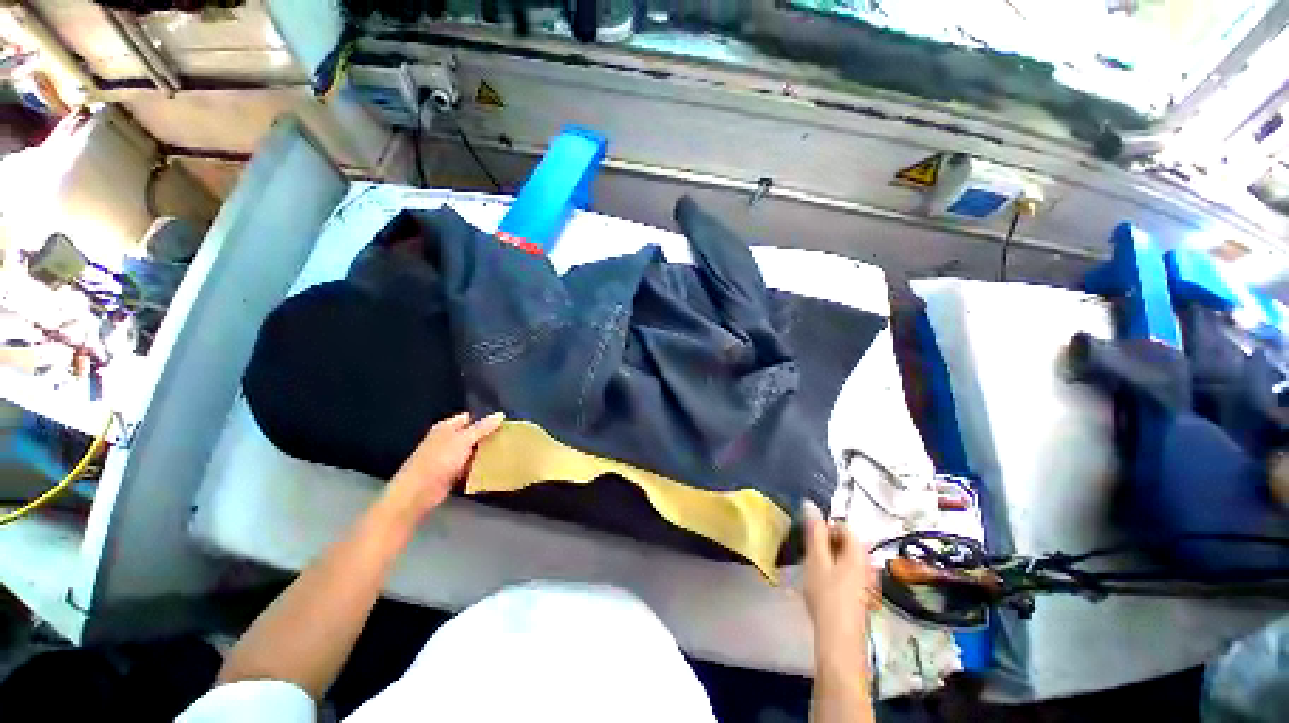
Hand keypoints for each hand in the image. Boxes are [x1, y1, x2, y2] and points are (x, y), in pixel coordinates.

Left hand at [384, 411, 505, 520]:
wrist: (417, 493)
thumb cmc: (439, 460)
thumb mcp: (463, 440)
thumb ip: (482, 428)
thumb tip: (500, 415)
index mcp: (446, 427)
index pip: (470, 418)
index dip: (486, 420)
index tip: (504, 425)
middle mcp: (447, 440)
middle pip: (472, 435)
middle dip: (488, 438)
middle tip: (508, 439)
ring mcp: (448, 458)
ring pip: (472, 452)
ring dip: (485, 454)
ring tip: (506, 453)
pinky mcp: (450, 473)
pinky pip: (469, 467)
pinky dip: (479, 468)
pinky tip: (493, 469)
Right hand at [802, 500, 879, 670]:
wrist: (839, 639)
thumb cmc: (826, 595)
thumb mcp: (816, 559)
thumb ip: (814, 531)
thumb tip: (809, 503)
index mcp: (858, 552)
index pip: (843, 526)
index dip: (825, 528)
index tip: (809, 540)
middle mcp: (866, 563)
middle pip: (844, 542)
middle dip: (825, 543)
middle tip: (809, 555)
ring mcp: (865, 581)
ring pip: (844, 558)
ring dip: (827, 558)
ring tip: (813, 570)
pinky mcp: (860, 595)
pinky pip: (846, 572)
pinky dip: (832, 572)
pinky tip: (821, 586)